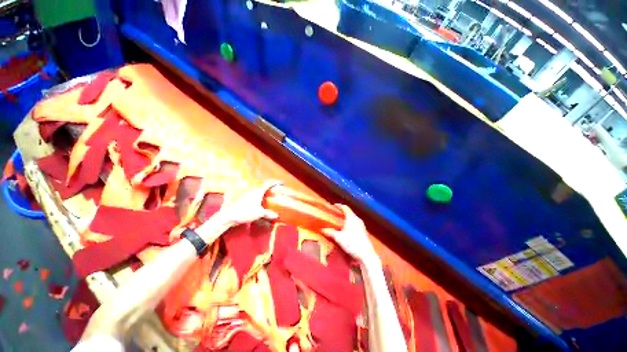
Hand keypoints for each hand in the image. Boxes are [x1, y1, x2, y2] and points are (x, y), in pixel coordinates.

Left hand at [216, 180, 280, 225]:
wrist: (228, 215)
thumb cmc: (245, 212)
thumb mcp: (259, 213)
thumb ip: (268, 213)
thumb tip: (277, 215)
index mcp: (258, 191)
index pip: (269, 183)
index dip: (276, 182)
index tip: (282, 182)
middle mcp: (253, 189)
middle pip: (263, 185)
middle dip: (270, 186)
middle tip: (276, 189)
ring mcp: (247, 193)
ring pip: (258, 189)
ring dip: (264, 190)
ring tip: (269, 194)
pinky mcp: (243, 197)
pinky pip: (253, 193)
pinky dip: (258, 195)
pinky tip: (259, 200)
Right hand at [322, 204, 377, 263]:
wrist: (366, 255)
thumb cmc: (352, 243)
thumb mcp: (339, 238)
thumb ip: (330, 232)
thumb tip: (322, 229)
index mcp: (352, 218)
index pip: (345, 207)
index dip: (339, 206)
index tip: (333, 206)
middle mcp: (357, 219)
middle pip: (349, 212)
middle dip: (341, 212)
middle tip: (334, 214)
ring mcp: (362, 225)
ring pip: (352, 218)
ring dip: (346, 218)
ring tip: (339, 221)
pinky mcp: (363, 231)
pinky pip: (355, 223)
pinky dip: (349, 223)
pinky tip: (346, 229)